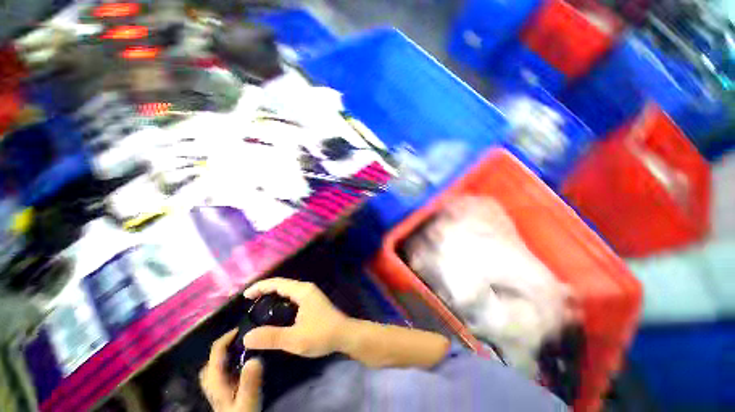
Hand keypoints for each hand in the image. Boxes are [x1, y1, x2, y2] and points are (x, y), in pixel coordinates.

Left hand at [200, 330, 262, 411]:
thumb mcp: (248, 400)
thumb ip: (249, 381)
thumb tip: (254, 358)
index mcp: (215, 380)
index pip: (216, 352)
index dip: (227, 337)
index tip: (244, 327)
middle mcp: (212, 381)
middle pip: (213, 357)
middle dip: (226, 344)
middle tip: (245, 337)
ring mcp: (217, 387)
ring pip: (217, 364)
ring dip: (227, 352)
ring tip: (245, 346)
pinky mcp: (224, 391)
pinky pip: (224, 370)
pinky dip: (231, 361)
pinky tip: (243, 362)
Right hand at [242, 278, 347, 357]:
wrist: (345, 334)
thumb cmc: (322, 334)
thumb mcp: (295, 339)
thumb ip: (271, 337)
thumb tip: (246, 337)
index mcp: (302, 291)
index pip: (277, 283)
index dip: (260, 287)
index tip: (245, 296)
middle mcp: (306, 289)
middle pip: (282, 285)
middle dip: (265, 290)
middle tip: (249, 303)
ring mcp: (310, 294)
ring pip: (287, 291)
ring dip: (273, 295)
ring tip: (258, 307)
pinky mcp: (312, 301)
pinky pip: (292, 297)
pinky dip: (281, 301)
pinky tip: (275, 313)